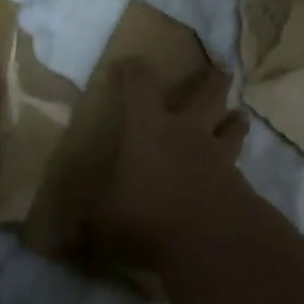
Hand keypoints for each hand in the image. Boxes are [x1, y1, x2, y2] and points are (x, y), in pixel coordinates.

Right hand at [71, 60, 249, 271]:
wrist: (214, 241)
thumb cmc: (148, 216)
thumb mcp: (102, 221)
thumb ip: (87, 225)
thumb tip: (63, 241)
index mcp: (148, 128)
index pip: (139, 85)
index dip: (132, 70)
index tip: (129, 62)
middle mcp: (187, 132)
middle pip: (206, 94)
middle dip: (212, 79)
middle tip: (221, 68)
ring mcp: (218, 156)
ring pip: (231, 127)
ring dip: (234, 120)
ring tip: (239, 116)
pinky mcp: (240, 185)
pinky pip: (239, 166)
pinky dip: (237, 165)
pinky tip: (236, 174)